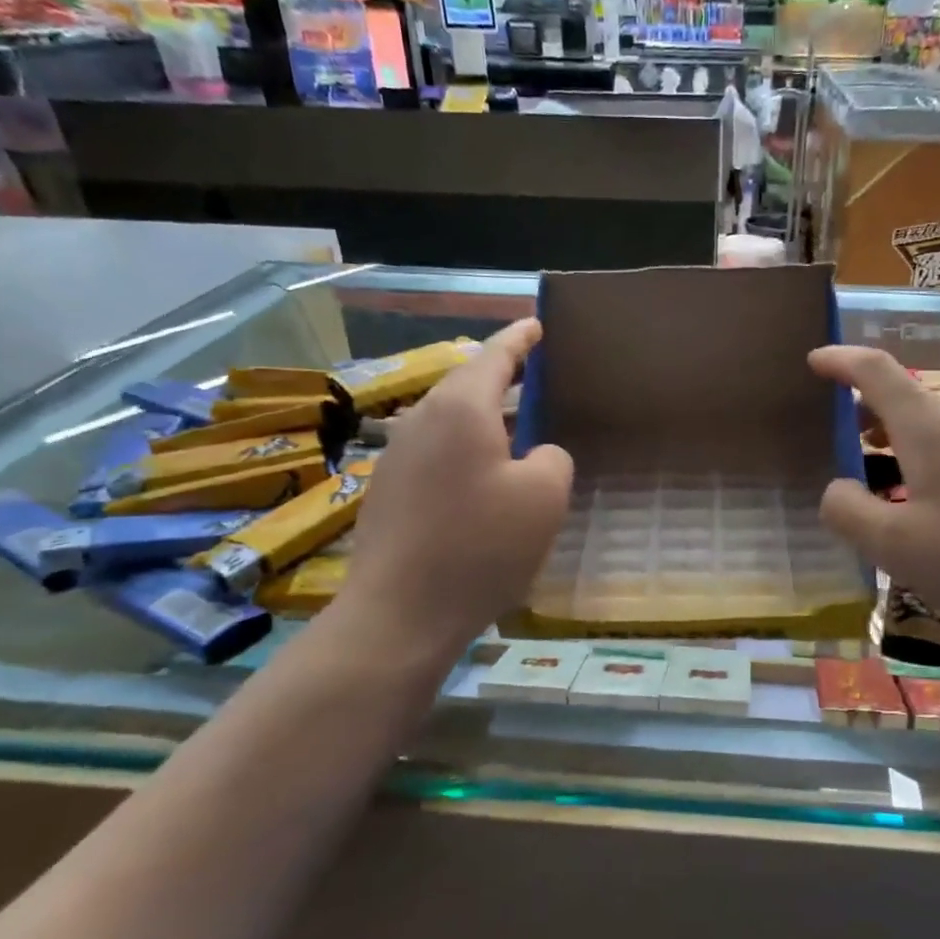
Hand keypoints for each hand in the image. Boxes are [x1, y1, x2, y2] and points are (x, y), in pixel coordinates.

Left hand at [332, 319, 571, 660]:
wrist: (399, 614)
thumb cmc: (480, 546)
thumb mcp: (544, 497)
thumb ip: (551, 458)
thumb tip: (535, 454)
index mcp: (461, 408)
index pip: (496, 355)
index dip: (520, 338)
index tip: (538, 324)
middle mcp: (422, 419)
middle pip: (466, 383)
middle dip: (501, 374)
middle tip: (534, 373)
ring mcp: (398, 455)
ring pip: (449, 418)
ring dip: (484, 415)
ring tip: (516, 424)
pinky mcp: (388, 490)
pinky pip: (435, 450)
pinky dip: (464, 447)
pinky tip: (482, 475)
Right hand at [809, 347, 939, 651]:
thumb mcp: (893, 546)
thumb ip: (847, 510)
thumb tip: (838, 488)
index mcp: (929, 428)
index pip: (876, 371)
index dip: (840, 360)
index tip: (814, 361)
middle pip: (904, 398)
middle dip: (864, 410)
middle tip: (835, 439)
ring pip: (932, 424)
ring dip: (896, 438)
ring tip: (875, 472)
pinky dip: (926, 457)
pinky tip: (927, 501)